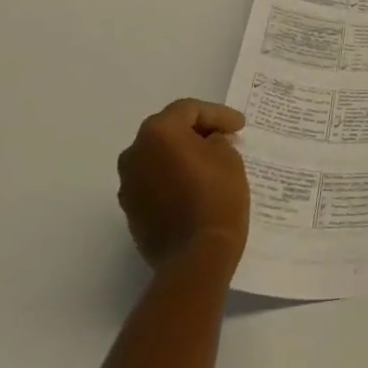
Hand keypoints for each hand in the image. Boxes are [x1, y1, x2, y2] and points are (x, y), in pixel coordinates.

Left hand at [117, 99, 249, 279]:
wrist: (195, 257)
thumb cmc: (216, 197)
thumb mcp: (228, 157)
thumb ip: (215, 140)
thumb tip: (206, 143)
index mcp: (158, 134)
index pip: (188, 110)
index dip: (218, 114)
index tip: (239, 126)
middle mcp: (135, 154)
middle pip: (167, 129)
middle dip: (196, 130)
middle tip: (224, 136)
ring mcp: (128, 184)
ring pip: (157, 155)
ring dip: (181, 153)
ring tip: (210, 160)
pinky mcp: (130, 210)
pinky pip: (153, 180)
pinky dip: (172, 175)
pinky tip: (194, 183)